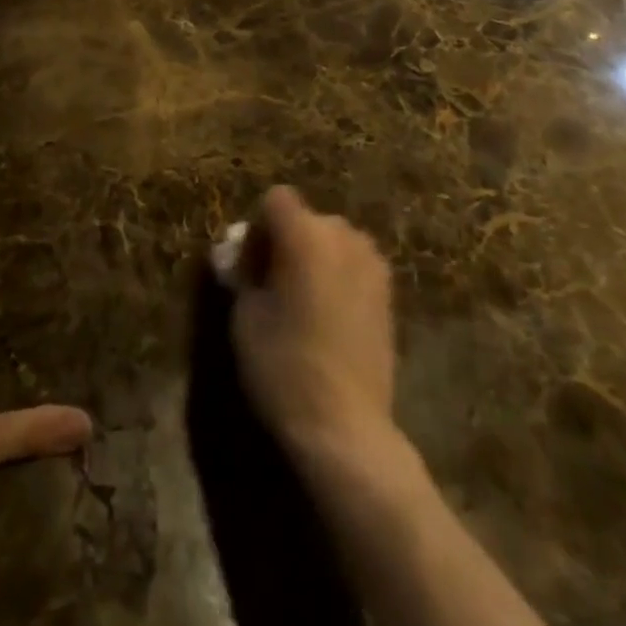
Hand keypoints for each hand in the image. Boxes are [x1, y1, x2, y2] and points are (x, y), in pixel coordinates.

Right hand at [231, 186, 395, 453]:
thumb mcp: (245, 315)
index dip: (258, 228)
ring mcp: (372, 264)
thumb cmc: (283, 364)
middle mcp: (344, 237)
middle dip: (286, 241)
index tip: (249, 266)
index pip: (276, 200)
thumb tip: (236, 256)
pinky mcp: (389, 294)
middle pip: (306, 219)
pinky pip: (354, 267)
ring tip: (301, 302)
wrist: (345, 426)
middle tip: (271, 284)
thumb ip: (242, 273)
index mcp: (305, 233)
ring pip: (333, 242)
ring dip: (314, 257)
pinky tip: (327, 318)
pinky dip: (337, 277)